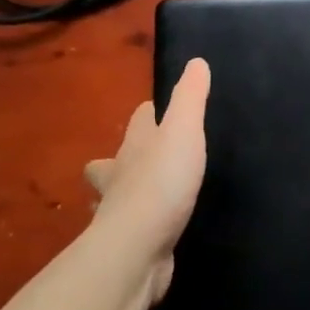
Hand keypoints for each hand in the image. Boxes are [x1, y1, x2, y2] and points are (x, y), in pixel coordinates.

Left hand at [84, 58, 209, 301]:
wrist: (137, 248)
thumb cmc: (162, 182)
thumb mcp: (183, 131)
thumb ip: (191, 98)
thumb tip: (196, 61)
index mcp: (135, 145)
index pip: (139, 119)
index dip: (149, 113)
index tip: (159, 110)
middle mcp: (119, 176)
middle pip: (114, 159)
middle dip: (124, 155)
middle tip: (143, 157)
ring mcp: (119, 212)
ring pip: (115, 196)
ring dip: (123, 193)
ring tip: (142, 195)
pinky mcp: (128, 244)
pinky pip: (132, 229)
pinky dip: (138, 227)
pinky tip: (152, 231)